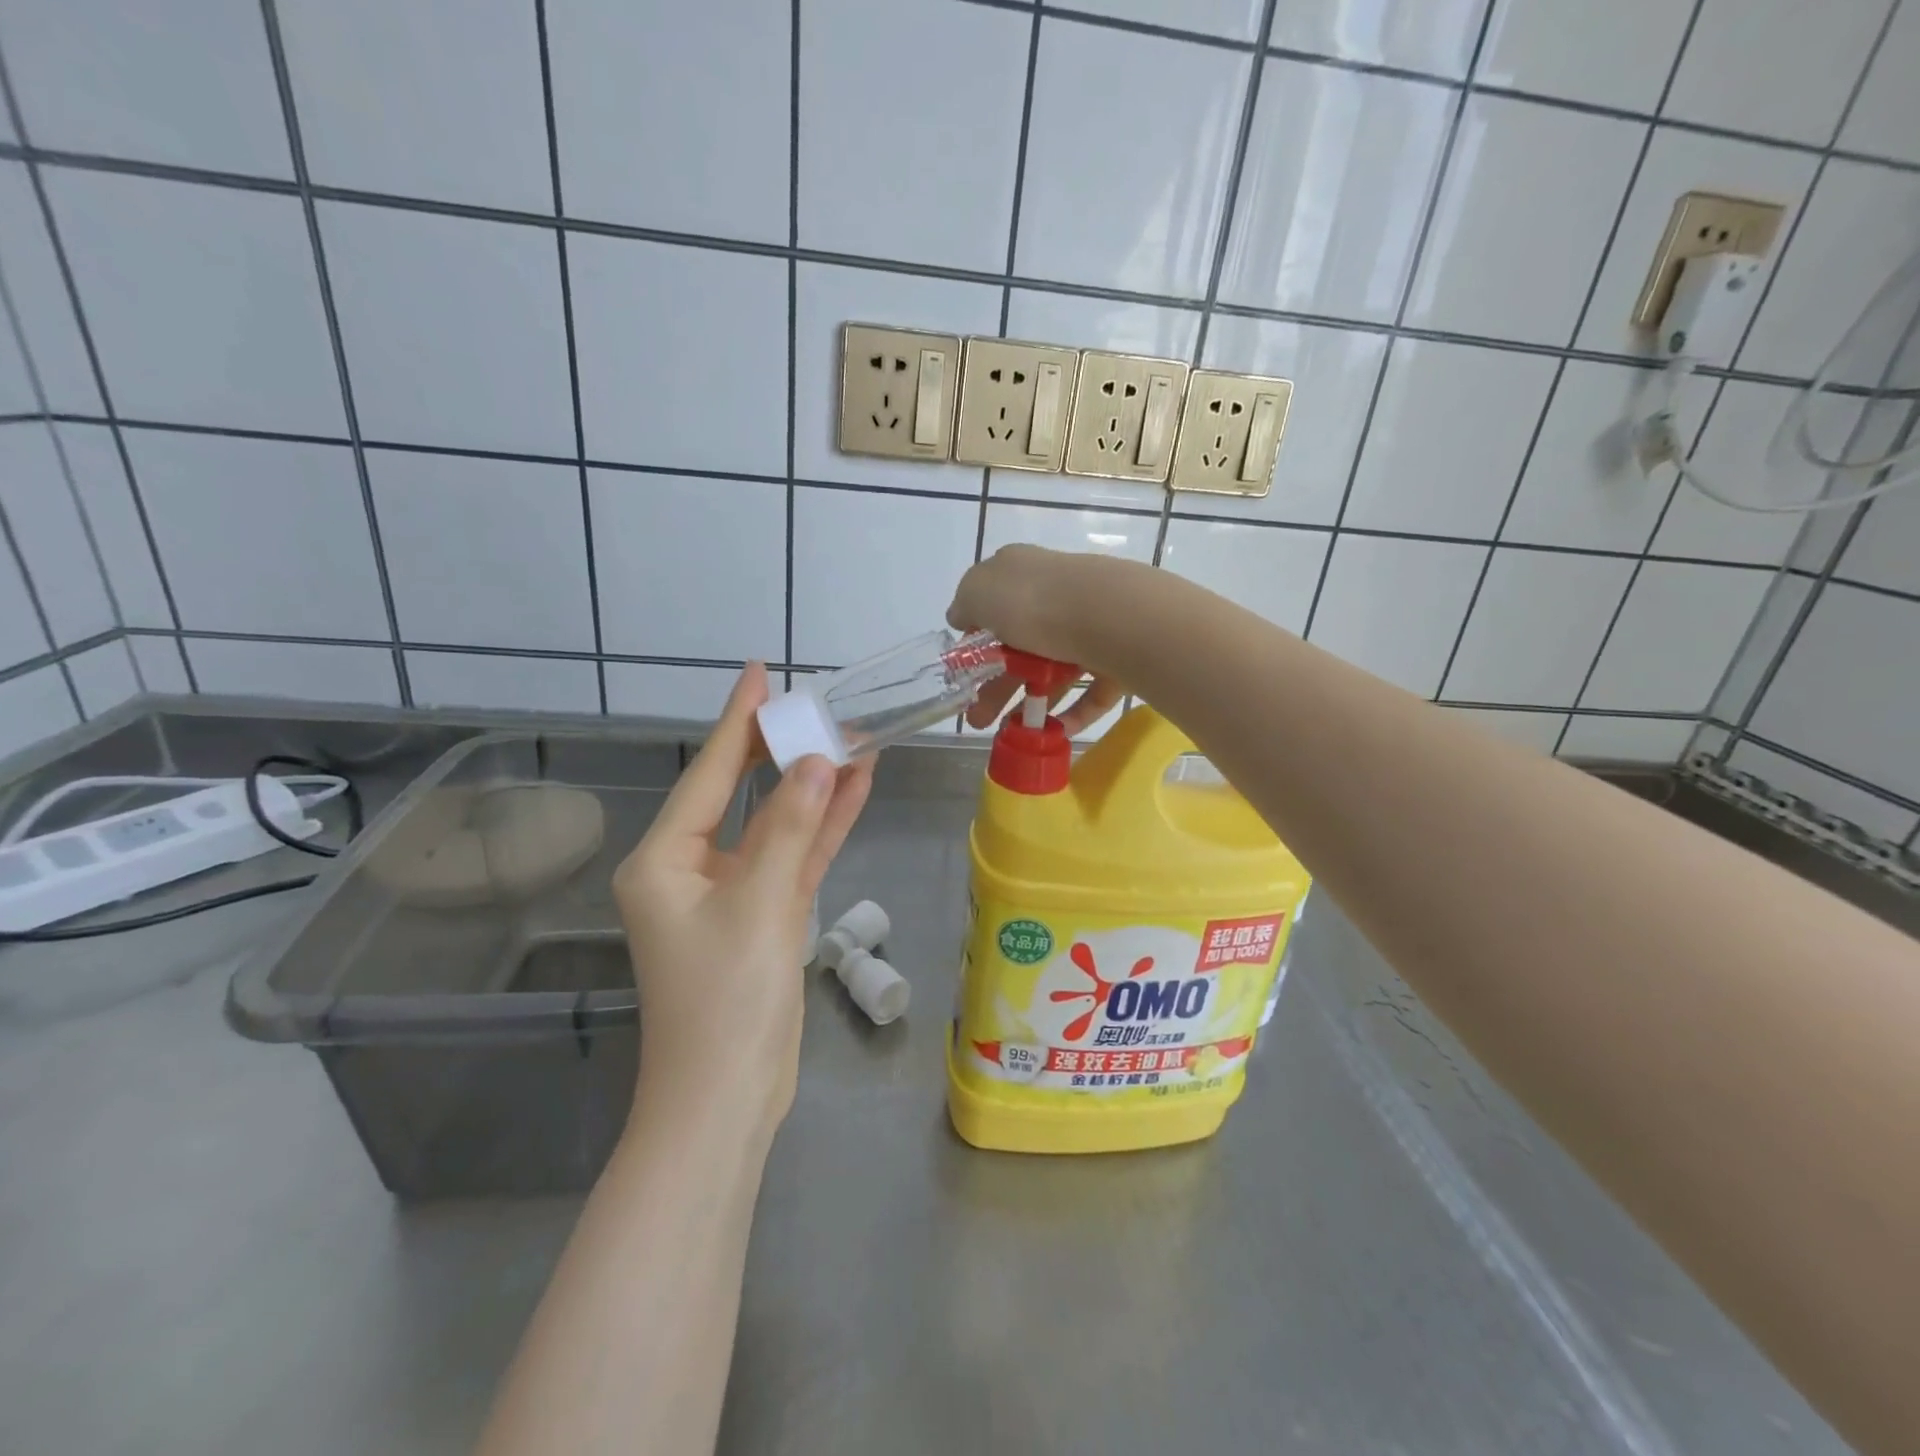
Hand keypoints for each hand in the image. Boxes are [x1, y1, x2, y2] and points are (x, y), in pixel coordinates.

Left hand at [612, 664, 872, 1140]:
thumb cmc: (725, 1001)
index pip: (706, 773)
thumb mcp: (758, 905)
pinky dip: (821, 828)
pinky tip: (855, 790)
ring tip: (853, 737)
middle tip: (816, 703)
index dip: (737, 722)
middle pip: (740, 792)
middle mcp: (690, 868)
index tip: (757, 675)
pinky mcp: (764, 915)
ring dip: (813, 787)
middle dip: (779, 749)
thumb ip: (789, 828)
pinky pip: (793, 858)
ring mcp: (730, 892)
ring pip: (776, 824)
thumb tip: (820, 760)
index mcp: (663, 860)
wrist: (728, 1100)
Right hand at [947, 544, 1133, 733]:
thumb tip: (961, 616)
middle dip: (996, 685)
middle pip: (1021, 645)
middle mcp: (1058, 595)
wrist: (1109, 617)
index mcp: (1023, 574)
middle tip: (978, 718)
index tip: (965, 672)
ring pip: (1055, 670)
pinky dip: (1073, 712)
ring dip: (1030, 702)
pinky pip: (1092, 690)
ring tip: (1011, 732)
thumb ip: (965, 604)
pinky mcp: (1119, 657)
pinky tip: (1054, 731)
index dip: (977, 639)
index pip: (994, 604)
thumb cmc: (1032, 602)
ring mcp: (1091, 627)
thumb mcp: (978, 593)